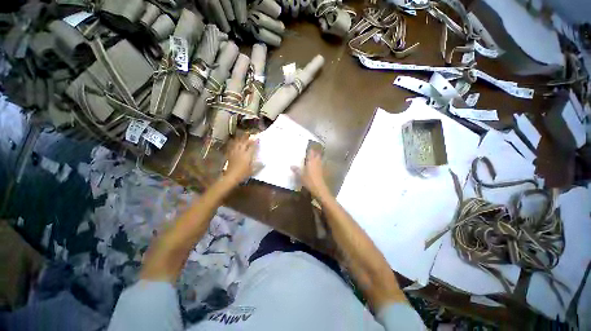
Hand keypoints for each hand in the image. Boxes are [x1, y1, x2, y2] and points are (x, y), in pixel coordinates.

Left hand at [224, 135, 258, 184]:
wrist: (230, 176)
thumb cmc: (242, 174)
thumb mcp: (252, 171)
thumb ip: (258, 166)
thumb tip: (264, 163)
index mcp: (247, 155)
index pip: (252, 147)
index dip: (256, 142)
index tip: (258, 139)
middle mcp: (241, 152)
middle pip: (245, 143)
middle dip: (249, 139)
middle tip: (252, 138)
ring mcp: (235, 153)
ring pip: (238, 143)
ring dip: (241, 139)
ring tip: (244, 137)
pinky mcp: (230, 155)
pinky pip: (232, 147)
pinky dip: (234, 143)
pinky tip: (235, 143)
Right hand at [292, 149, 329, 197]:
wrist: (319, 188)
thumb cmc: (309, 180)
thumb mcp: (300, 176)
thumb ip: (296, 170)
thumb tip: (291, 165)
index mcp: (311, 161)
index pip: (311, 152)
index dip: (309, 149)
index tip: (307, 148)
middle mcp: (316, 162)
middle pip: (317, 154)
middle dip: (314, 153)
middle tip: (309, 153)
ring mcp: (320, 166)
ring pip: (319, 159)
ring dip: (316, 158)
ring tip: (312, 158)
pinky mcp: (322, 171)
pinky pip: (320, 164)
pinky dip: (318, 163)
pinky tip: (315, 166)